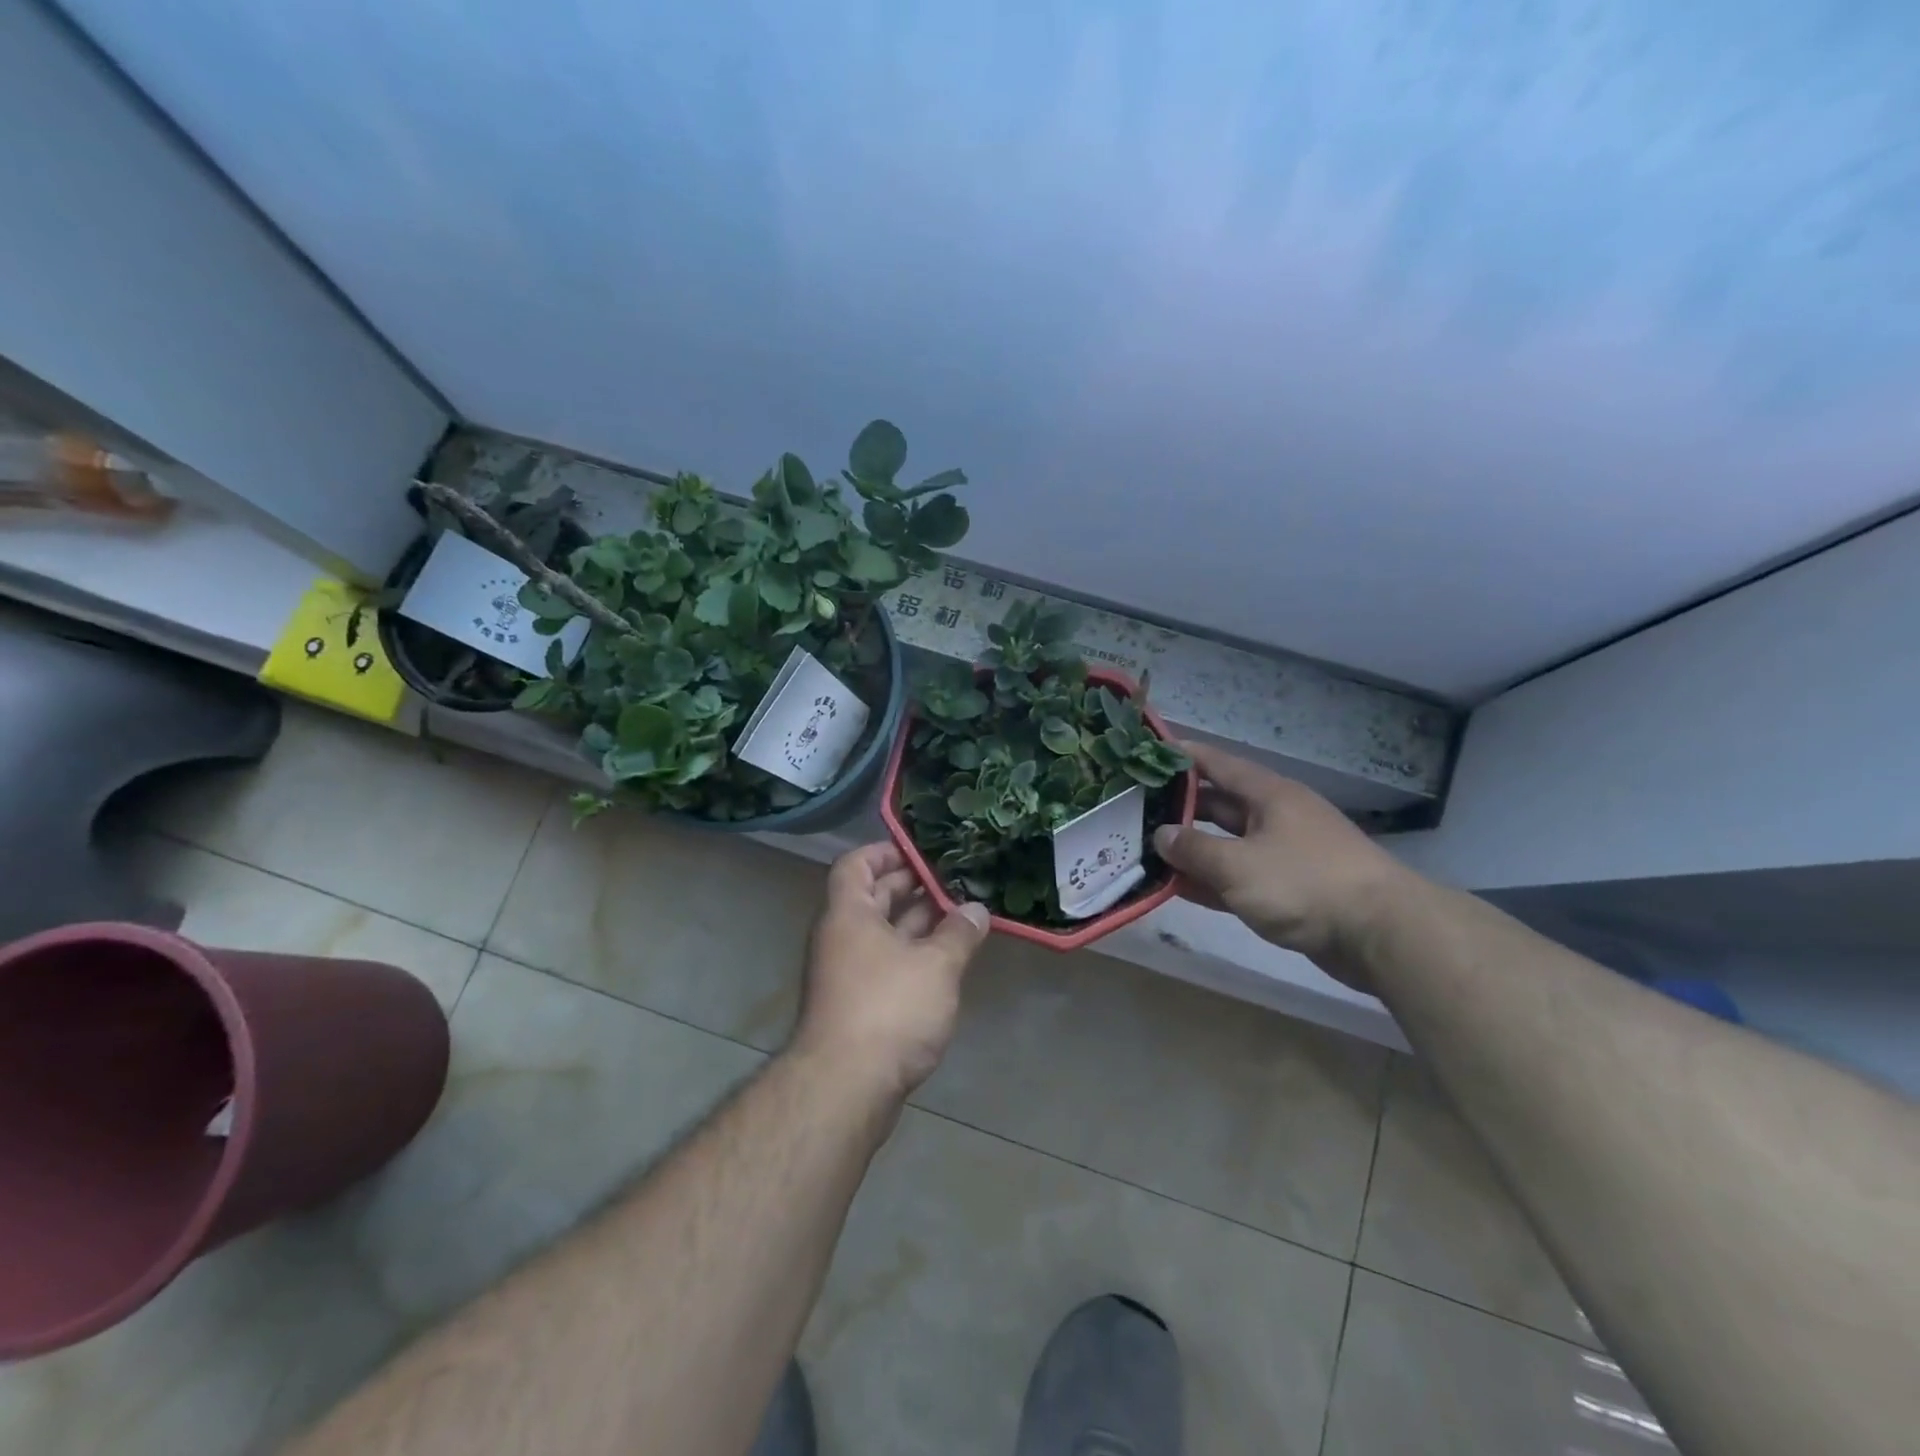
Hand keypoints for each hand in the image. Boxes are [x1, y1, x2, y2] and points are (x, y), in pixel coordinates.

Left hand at [793, 843, 990, 1102]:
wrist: (845, 1089)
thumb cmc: (889, 1010)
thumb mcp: (936, 965)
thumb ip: (959, 933)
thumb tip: (976, 910)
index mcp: (849, 914)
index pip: (856, 864)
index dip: (886, 851)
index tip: (922, 852)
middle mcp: (841, 938)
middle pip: (872, 897)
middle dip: (911, 887)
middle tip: (953, 881)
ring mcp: (847, 973)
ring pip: (883, 934)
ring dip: (918, 923)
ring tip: (960, 915)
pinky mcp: (857, 1006)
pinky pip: (886, 964)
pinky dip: (913, 955)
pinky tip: (947, 960)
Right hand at [1152, 742, 1410, 990]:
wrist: (1381, 934)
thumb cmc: (1305, 883)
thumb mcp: (1238, 865)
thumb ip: (1194, 849)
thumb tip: (1160, 835)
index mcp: (1268, 794)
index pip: (1217, 763)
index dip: (1182, 756)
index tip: (1147, 753)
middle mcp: (1274, 817)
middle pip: (1218, 804)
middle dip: (1178, 807)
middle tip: (1133, 810)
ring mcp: (1282, 854)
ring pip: (1226, 844)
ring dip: (1191, 849)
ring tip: (1146, 849)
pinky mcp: (1288, 889)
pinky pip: (1239, 877)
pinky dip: (1211, 880)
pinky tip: (1178, 888)